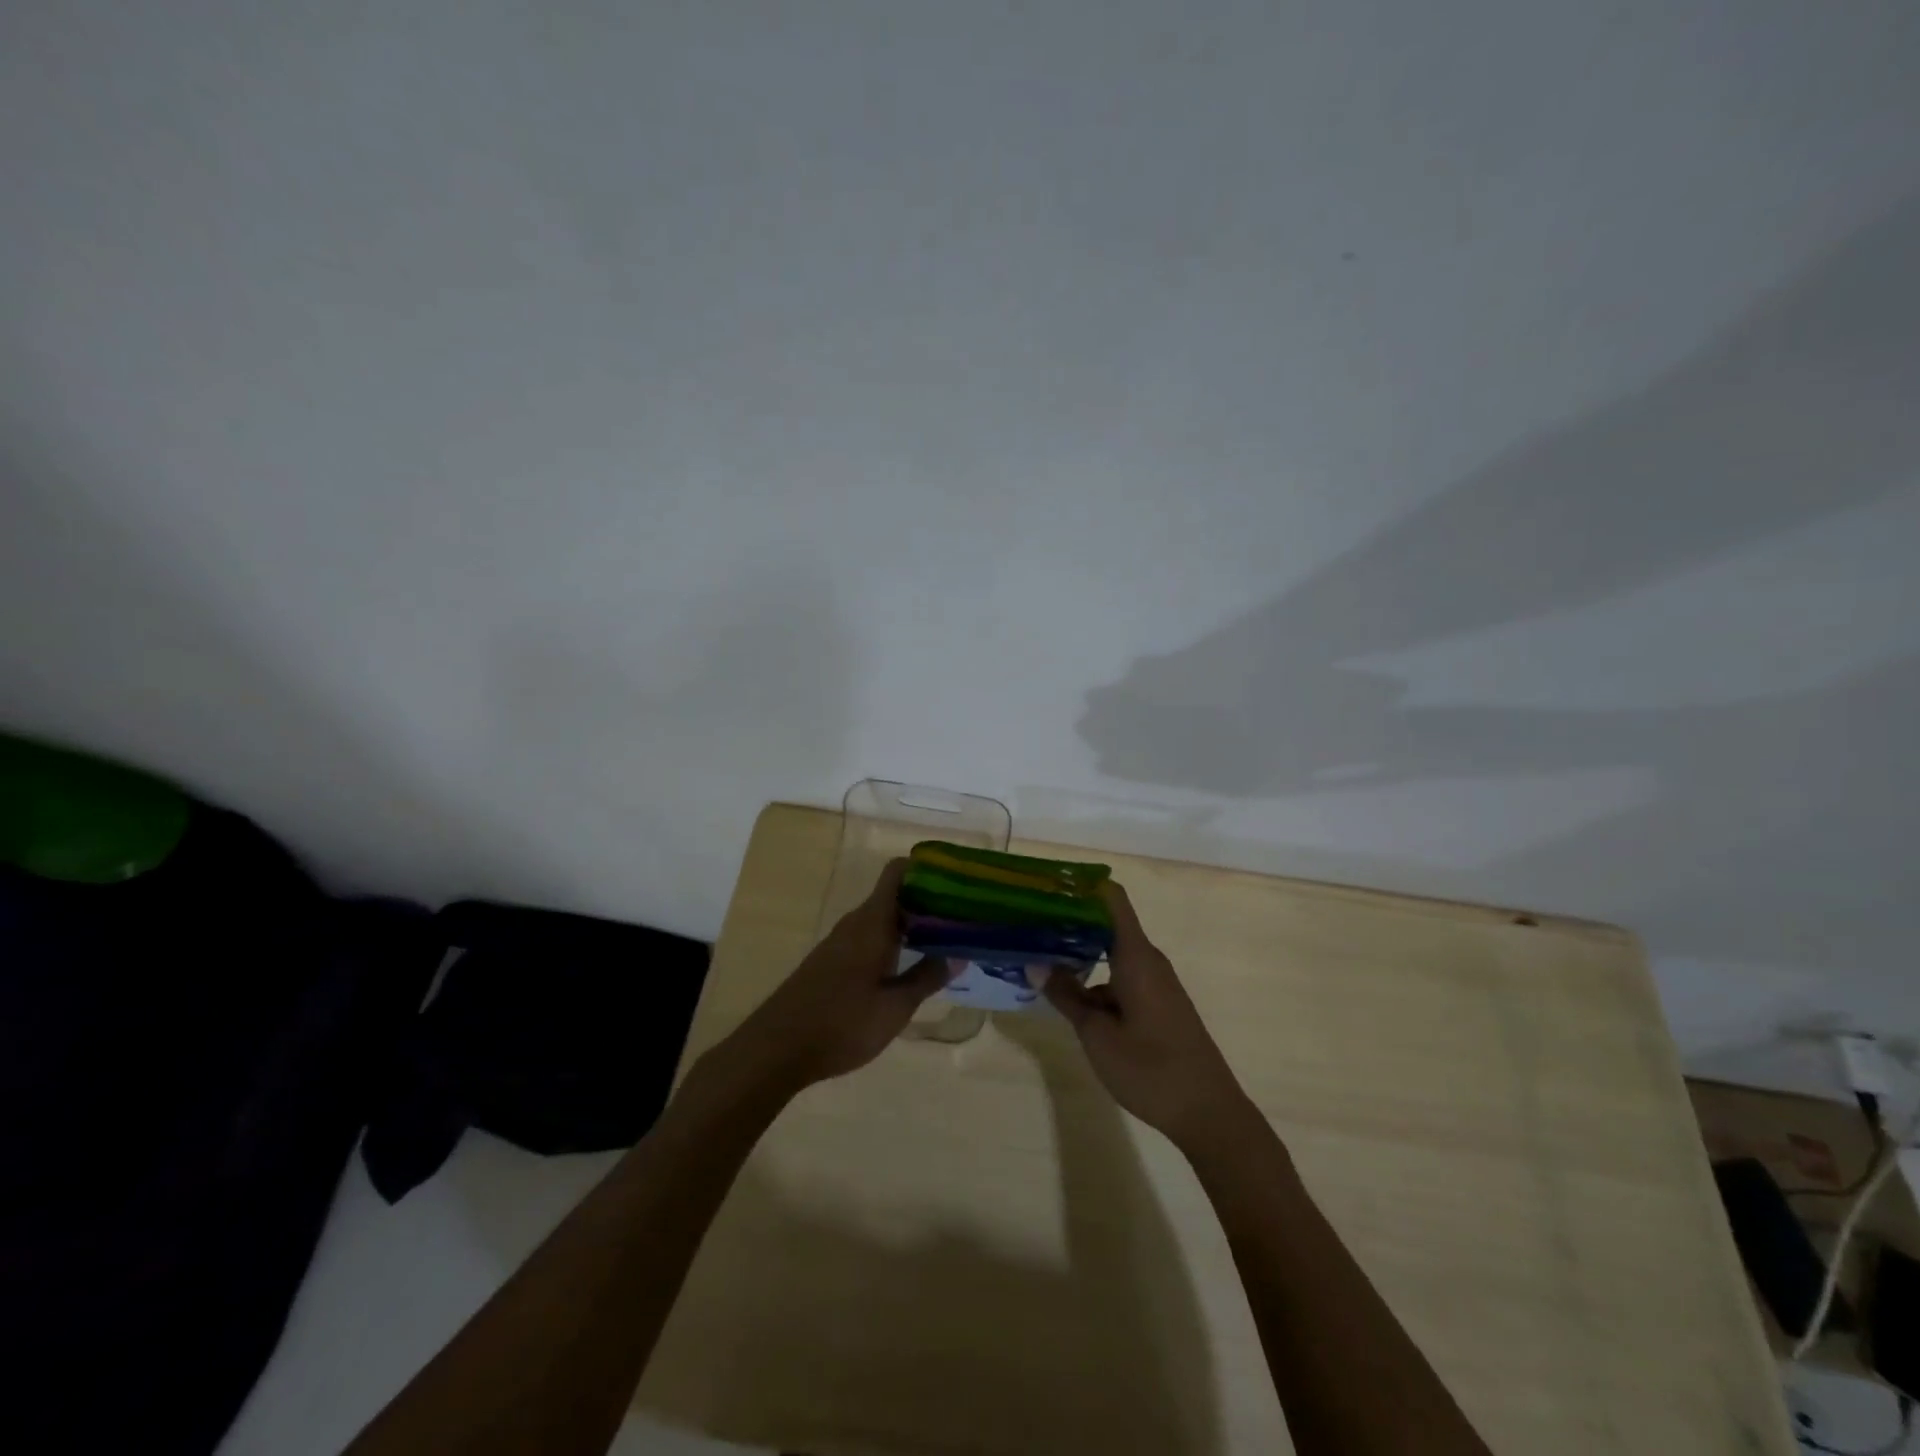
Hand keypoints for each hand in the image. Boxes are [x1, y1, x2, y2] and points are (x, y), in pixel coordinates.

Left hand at [717, 859, 950, 1095]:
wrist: (776, 1049)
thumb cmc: (841, 1023)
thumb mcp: (894, 1007)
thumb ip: (927, 978)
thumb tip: (959, 954)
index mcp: (872, 922)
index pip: (897, 872)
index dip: (926, 868)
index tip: (956, 880)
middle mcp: (856, 923)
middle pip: (895, 895)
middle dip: (928, 901)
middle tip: (962, 917)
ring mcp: (840, 942)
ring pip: (883, 919)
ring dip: (911, 924)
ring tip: (945, 940)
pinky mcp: (831, 962)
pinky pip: (869, 937)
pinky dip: (893, 942)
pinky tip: (909, 965)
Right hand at [1041, 881, 1248, 1146]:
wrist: (1209, 1113)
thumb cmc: (1150, 1069)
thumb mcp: (1097, 1035)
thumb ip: (1066, 996)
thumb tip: (1036, 963)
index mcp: (1136, 956)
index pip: (1111, 898)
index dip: (1081, 885)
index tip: (1047, 885)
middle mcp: (1148, 960)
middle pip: (1107, 924)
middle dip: (1070, 920)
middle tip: (1029, 923)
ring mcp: (1156, 983)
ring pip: (1112, 954)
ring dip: (1080, 953)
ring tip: (1039, 957)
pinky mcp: (1159, 1004)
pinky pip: (1122, 976)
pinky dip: (1095, 978)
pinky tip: (1069, 997)